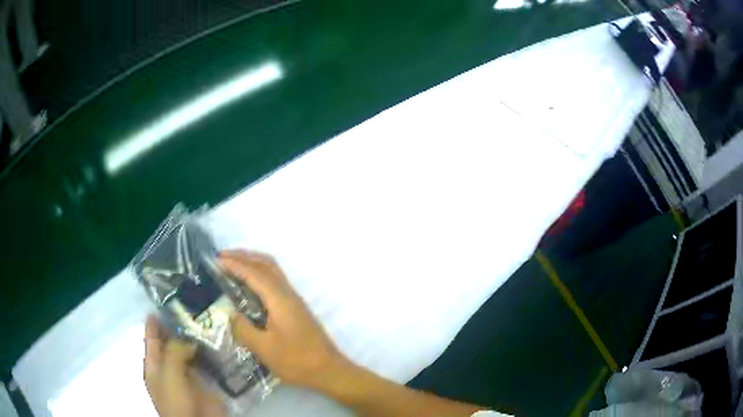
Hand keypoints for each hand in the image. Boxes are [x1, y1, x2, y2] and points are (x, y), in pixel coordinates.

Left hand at [144, 316, 225, 416]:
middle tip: (189, 307)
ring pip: (189, 352)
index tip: (160, 303)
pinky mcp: (205, 383)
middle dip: (177, 328)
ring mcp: (188, 376)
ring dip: (195, 339)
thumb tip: (188, 339)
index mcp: (154, 366)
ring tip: (205, 319)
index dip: (154, 323)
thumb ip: (174, 352)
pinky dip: (210, 353)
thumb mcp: (169, 374)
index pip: (151, 339)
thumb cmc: (176, 401)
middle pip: (171, 344)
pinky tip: (218, 342)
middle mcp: (169, 368)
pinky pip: (206, 364)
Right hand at [220, 250, 348, 390]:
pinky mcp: (296, 308)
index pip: (254, 273)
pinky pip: (275, 282)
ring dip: (253, 263)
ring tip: (232, 266)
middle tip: (222, 256)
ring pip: (273, 271)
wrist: (329, 370)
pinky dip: (260, 275)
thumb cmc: (297, 361)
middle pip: (266, 264)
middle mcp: (288, 294)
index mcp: (280, 300)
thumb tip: (230, 315)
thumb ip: (243, 329)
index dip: (234, 264)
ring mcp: (294, 300)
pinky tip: (249, 287)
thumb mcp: (264, 349)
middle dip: (244, 256)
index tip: (215, 260)